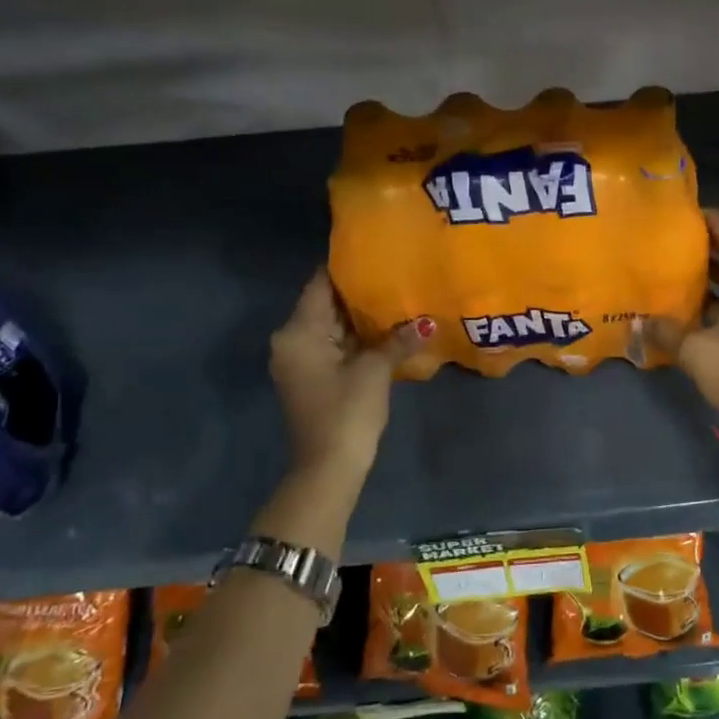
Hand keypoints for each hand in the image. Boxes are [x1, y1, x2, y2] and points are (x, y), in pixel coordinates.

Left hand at [269, 268, 421, 480]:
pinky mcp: (312, 378)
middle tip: (393, 271)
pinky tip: (386, 330)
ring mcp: (300, 361)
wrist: (329, 468)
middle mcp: (292, 341)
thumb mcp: (374, 371)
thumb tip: (427, 324)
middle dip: (358, 292)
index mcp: (298, 332)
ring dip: (359, 317)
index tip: (374, 250)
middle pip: (325, 305)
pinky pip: (334, 346)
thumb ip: (397, 341)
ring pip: (331, 327)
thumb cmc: (346, 411)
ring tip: (396, 295)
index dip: (345, 266)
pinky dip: (356, 338)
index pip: (320, 284)